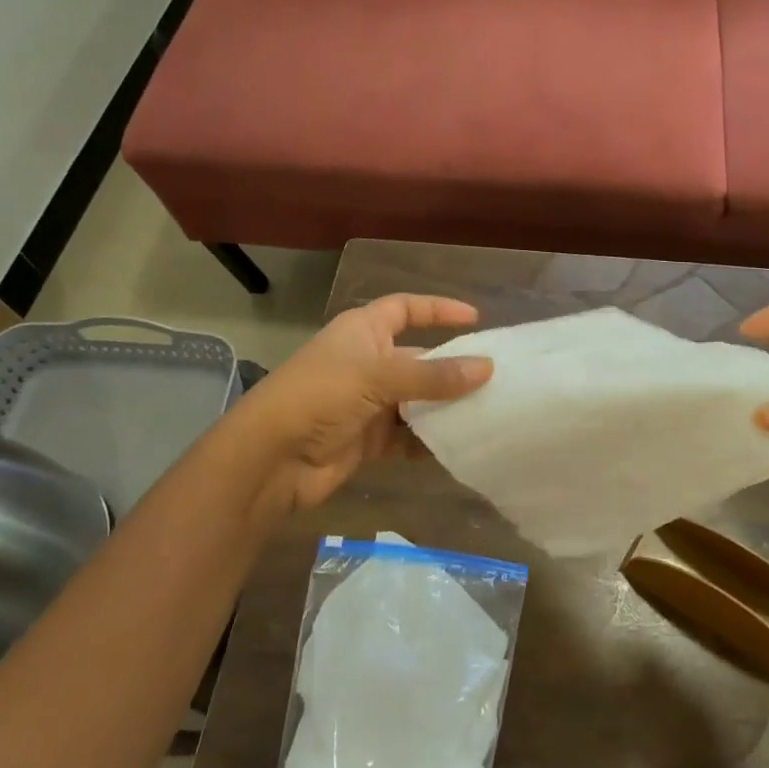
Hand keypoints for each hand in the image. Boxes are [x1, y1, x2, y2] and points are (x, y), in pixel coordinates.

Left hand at [224, 294, 492, 518]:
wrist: (272, 458)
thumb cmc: (322, 396)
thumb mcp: (379, 377)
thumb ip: (434, 376)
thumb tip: (487, 368)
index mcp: (364, 331)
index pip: (406, 308)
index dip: (438, 309)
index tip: (475, 318)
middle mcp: (368, 361)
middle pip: (419, 357)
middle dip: (453, 366)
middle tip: (496, 376)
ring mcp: (369, 402)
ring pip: (418, 400)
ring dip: (446, 407)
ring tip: (489, 411)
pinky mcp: (369, 439)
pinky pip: (409, 437)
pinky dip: (430, 441)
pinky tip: (460, 447)